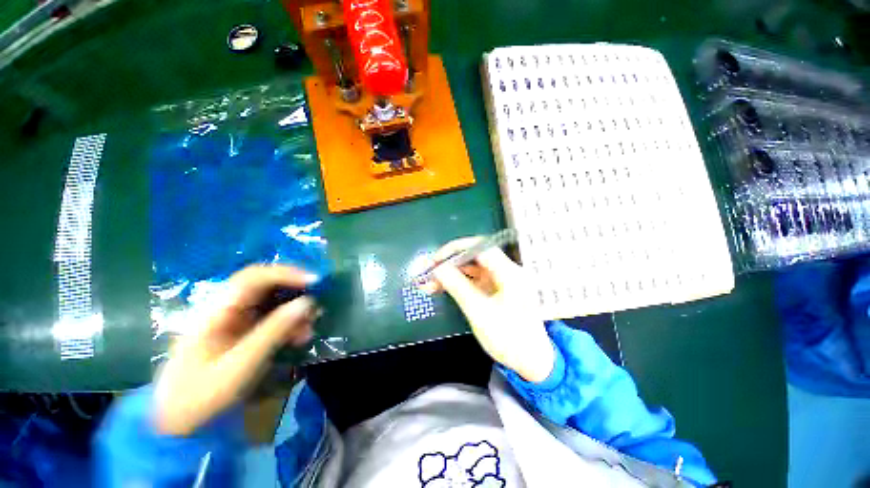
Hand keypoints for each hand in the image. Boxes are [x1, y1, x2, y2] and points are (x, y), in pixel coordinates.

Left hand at [154, 265, 318, 435]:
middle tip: (317, 304)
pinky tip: (300, 337)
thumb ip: (274, 331)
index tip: (315, 282)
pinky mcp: (242, 332)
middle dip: (295, 291)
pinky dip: (290, 324)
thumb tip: (308, 302)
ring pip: (272, 301)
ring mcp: (234, 320)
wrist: (179, 423)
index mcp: (217, 311)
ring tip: (310, 328)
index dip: (287, 274)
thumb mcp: (241, 365)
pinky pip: (272, 318)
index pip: (254, 277)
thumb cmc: (202, 395)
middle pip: (266, 285)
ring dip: (295, 310)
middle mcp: (226, 308)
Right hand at [421, 238, 555, 383]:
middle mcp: (506, 271)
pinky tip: (440, 288)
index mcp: (509, 273)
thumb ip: (457, 287)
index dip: (456, 249)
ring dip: (450, 274)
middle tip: (428, 271)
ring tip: (429, 282)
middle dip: (449, 263)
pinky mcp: (495, 290)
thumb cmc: (509, 339)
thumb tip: (438, 269)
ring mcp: (500, 281)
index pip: (480, 247)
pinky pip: (473, 280)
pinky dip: (457, 283)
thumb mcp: (479, 312)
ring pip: (471, 269)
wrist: (530, 361)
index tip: (436, 259)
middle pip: (474, 257)